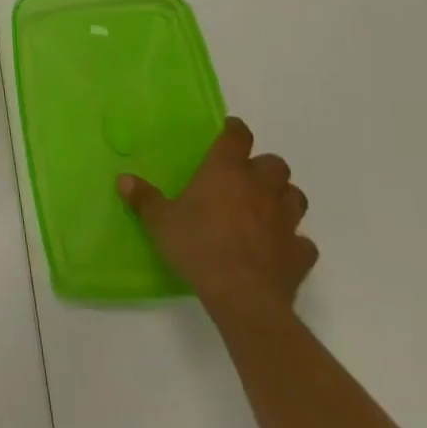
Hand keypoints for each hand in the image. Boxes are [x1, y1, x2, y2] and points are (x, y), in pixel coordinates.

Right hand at [118, 117, 316, 325]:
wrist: (243, 297)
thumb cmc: (198, 246)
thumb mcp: (160, 221)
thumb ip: (144, 198)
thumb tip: (123, 179)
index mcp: (226, 170)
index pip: (238, 136)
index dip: (235, 130)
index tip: (229, 131)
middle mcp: (260, 187)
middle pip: (275, 164)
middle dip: (264, 167)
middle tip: (246, 178)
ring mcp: (285, 220)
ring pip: (296, 197)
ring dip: (284, 198)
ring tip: (267, 208)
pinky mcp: (300, 253)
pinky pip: (303, 241)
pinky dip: (294, 242)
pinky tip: (279, 248)